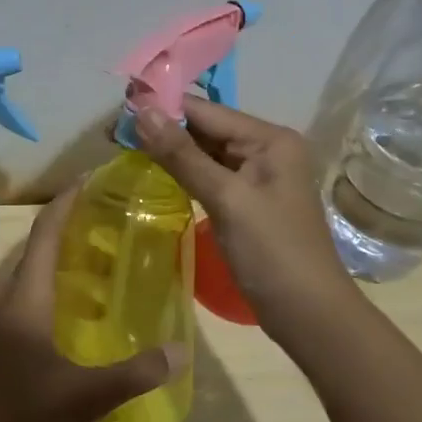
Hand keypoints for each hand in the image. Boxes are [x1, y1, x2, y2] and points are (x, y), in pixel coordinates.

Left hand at [0, 185, 180, 421]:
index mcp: (25, 298)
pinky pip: (18, 301)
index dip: (67, 202)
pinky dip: (44, 292)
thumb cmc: (15, 417)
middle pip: (35, 250)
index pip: (46, 234)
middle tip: (106, 225)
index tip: (90, 178)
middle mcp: (4, 300)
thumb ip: (133, 374)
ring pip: (25, 278)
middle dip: (66, 229)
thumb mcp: (82, 398)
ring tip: (92, 267)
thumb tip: (180, 352)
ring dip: (54, 262)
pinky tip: (65, 318)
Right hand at [136, 97, 356, 336]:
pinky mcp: (246, 202)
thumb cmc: (272, 251)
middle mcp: (265, 149)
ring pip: (204, 153)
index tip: (118, 109)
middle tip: (112, 132)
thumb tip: (142, 110)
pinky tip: (154, 171)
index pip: (207, 111)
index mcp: (269, 139)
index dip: (163, 107)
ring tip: (124, 146)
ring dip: (168, 150)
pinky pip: (209, 176)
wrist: (308, 314)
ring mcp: (257, 177)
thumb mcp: (226, 198)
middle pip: (205, 129)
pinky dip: (182, 173)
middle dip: (162, 128)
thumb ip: (182, 154)